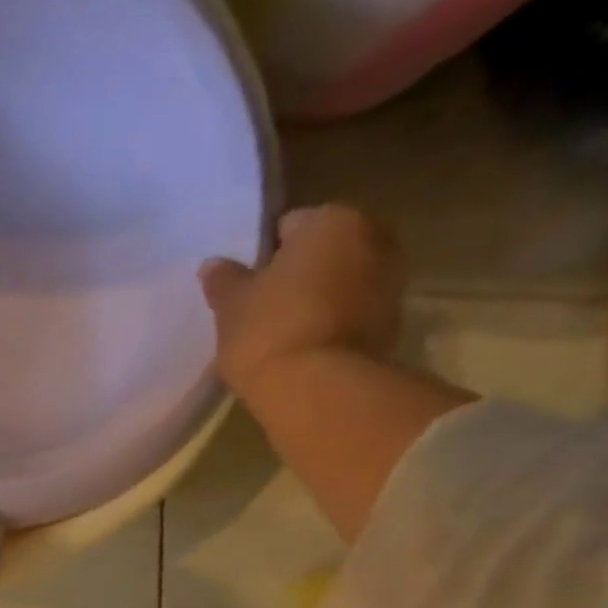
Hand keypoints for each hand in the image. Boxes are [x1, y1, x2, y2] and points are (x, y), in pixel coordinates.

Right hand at [198, 204, 405, 399]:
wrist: (316, 388)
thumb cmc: (268, 331)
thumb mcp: (231, 306)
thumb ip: (224, 280)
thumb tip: (213, 265)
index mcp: (332, 220)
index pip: (290, 226)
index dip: (265, 256)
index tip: (249, 287)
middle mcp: (374, 237)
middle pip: (325, 251)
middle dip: (301, 274)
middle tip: (267, 309)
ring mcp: (391, 280)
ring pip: (343, 282)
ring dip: (321, 299)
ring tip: (286, 334)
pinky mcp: (393, 323)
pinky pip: (354, 314)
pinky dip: (335, 325)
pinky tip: (307, 350)